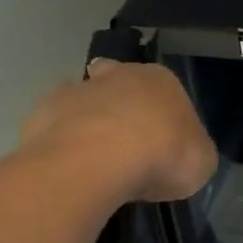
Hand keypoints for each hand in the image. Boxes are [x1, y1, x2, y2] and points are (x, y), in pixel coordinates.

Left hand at [19, 59, 217, 203]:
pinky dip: (60, 143)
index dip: (161, 112)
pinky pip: (55, 127)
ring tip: (93, 162)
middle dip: (119, 105)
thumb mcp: (200, 161)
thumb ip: (190, 150)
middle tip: (124, 143)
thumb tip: (180, 153)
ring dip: (88, 124)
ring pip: (84, 101)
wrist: (98, 160)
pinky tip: (69, 168)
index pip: (164, 87)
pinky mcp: (42, 113)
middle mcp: (118, 74)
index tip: (161, 140)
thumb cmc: (163, 155)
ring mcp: (76, 90)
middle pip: (118, 82)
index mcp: (162, 80)